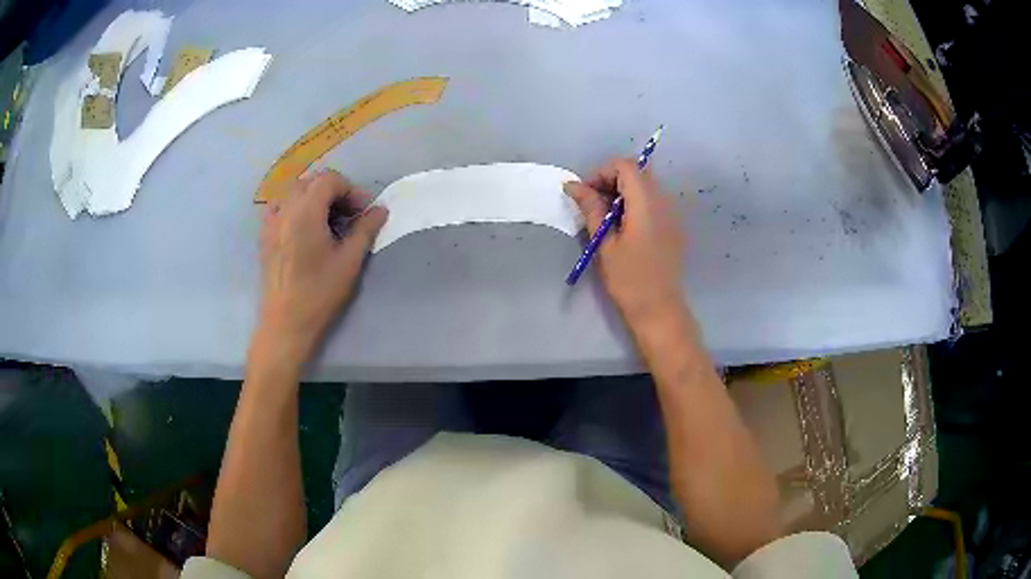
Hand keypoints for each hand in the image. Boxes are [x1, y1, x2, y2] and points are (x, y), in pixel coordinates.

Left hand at [257, 170, 387, 365]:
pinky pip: (280, 207)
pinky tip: (304, 228)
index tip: (362, 211)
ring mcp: (271, 222)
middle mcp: (285, 209)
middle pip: (310, 181)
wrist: (285, 323)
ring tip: (327, 221)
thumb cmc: (319, 293)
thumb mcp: (349, 261)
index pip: (329, 179)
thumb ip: (365, 229)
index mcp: (305, 211)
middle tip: (348, 215)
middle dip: (333, 191)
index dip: (350, 189)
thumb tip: (380, 209)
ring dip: (314, 197)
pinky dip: (295, 207)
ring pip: (293, 192)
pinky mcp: (265, 236)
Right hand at [564, 159, 685, 326]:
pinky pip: (653, 200)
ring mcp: (671, 212)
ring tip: (605, 217)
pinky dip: (634, 203)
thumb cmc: (629, 280)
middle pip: (637, 171)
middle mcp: (663, 200)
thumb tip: (572, 185)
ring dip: (622, 191)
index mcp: (646, 202)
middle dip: (611, 179)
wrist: (659, 309)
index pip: (625, 165)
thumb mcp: (604, 243)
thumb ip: (591, 208)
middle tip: (592, 204)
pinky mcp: (672, 225)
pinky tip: (623, 227)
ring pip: (645, 185)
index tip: (586, 194)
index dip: (602, 172)